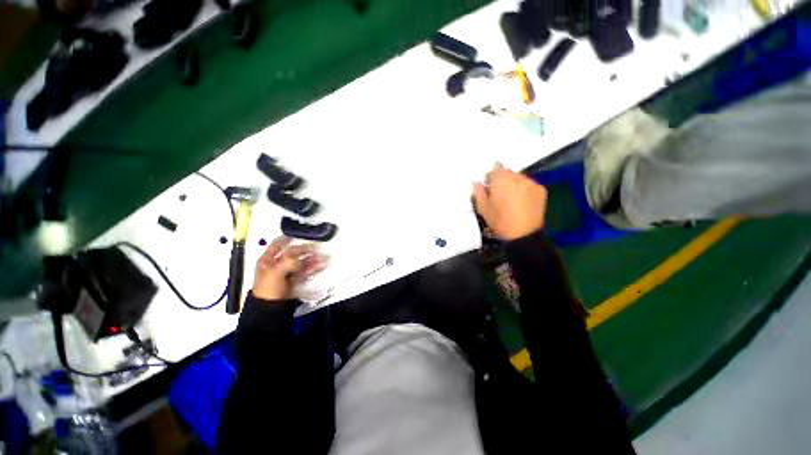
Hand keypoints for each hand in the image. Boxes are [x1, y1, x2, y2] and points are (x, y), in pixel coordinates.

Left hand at [252, 236, 324, 300]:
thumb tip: (302, 253)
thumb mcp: (275, 272)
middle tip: (316, 247)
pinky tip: (320, 265)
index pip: (277, 245)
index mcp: (267, 260)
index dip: (286, 239)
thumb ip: (289, 260)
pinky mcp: (295, 279)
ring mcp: (287, 272)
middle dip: (305, 250)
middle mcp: (277, 264)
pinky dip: (313, 267)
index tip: (298, 235)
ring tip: (322, 257)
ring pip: (301, 262)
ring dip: (312, 259)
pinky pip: (305, 271)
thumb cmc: (268, 288)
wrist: (271, 309)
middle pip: (293, 253)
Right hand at [472, 163, 547, 240]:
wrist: (523, 234)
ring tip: (513, 199)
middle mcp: (517, 177)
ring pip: (520, 178)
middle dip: (503, 180)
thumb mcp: (483, 208)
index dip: (491, 177)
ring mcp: (531, 182)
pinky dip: (526, 190)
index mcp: (501, 180)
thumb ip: (478, 192)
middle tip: (501, 195)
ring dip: (515, 185)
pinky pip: (530, 185)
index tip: (490, 187)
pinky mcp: (541, 189)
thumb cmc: (500, 221)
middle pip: (508, 173)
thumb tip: (476, 183)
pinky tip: (523, 202)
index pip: (495, 169)